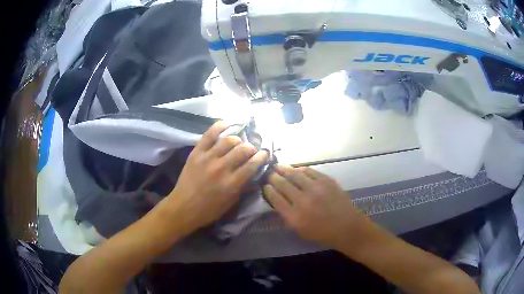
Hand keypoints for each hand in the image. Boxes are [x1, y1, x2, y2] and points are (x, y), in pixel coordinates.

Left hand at [165, 121, 267, 234]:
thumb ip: (243, 186)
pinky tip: (226, 124)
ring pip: (228, 140)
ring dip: (237, 140)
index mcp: (232, 183)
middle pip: (242, 149)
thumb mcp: (231, 203)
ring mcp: (207, 158)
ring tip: (238, 143)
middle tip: (251, 150)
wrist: (183, 207)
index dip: (262, 157)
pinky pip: (209, 134)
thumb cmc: (209, 210)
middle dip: (251, 148)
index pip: (252, 164)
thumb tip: (255, 173)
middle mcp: (221, 168)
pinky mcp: (196, 152)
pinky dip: (219, 127)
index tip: (264, 154)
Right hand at [264, 165, 368, 249]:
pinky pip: (309, 171)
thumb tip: (277, 200)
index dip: (268, 190)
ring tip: (278, 166)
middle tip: (269, 173)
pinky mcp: (326, 181)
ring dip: (284, 169)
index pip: (275, 198)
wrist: (347, 227)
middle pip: (282, 184)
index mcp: (294, 217)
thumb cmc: (322, 233)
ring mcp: (315, 189)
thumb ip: (287, 215)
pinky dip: (300, 169)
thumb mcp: (299, 230)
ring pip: (295, 174)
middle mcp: (303, 201)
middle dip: (273, 177)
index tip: (265, 186)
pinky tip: (296, 169)